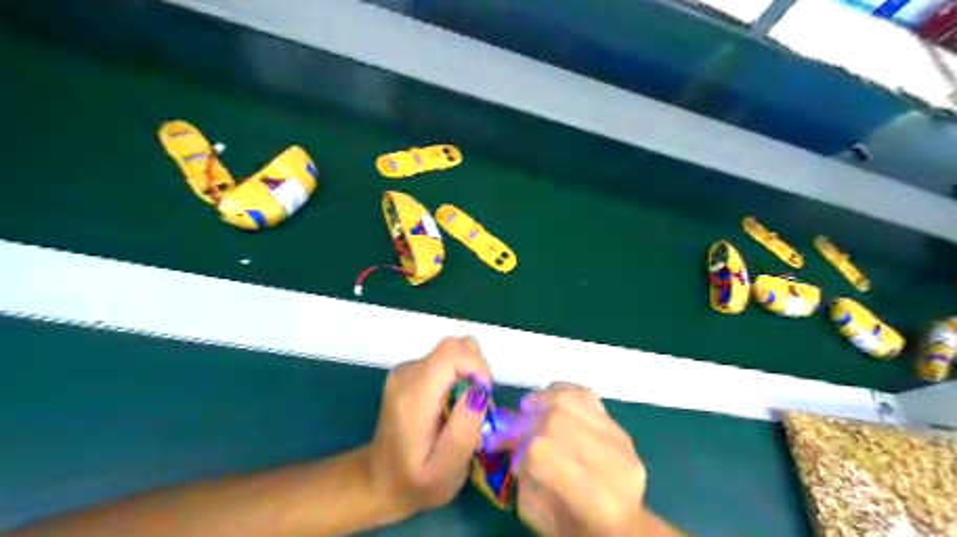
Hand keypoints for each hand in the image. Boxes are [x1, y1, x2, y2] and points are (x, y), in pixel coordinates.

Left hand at [367, 337, 492, 517]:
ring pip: (451, 351)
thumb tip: (478, 392)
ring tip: (462, 409)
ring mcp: (406, 369)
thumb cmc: (416, 482)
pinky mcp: (409, 371)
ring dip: (467, 373)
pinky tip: (450, 405)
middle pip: (453, 346)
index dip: (477, 366)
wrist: (378, 480)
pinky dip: (456, 376)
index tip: (484, 397)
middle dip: (475, 369)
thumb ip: (463, 432)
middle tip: (476, 406)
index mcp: (414, 396)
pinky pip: (443, 360)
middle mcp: (407, 373)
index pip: (452, 352)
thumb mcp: (446, 471)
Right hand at [488, 383, 646, 533]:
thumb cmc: (570, 526)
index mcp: (592, 499)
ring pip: (572, 400)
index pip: (544, 452)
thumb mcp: (535, 511)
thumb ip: (521, 472)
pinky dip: (560, 392)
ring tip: (527, 409)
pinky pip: (585, 394)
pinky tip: (548, 402)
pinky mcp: (621, 426)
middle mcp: (612, 464)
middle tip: (511, 427)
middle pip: (557, 419)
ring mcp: (620, 440)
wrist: (619, 525)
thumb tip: (507, 435)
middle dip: (525, 419)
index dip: (517, 445)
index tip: (504, 449)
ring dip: (541, 399)